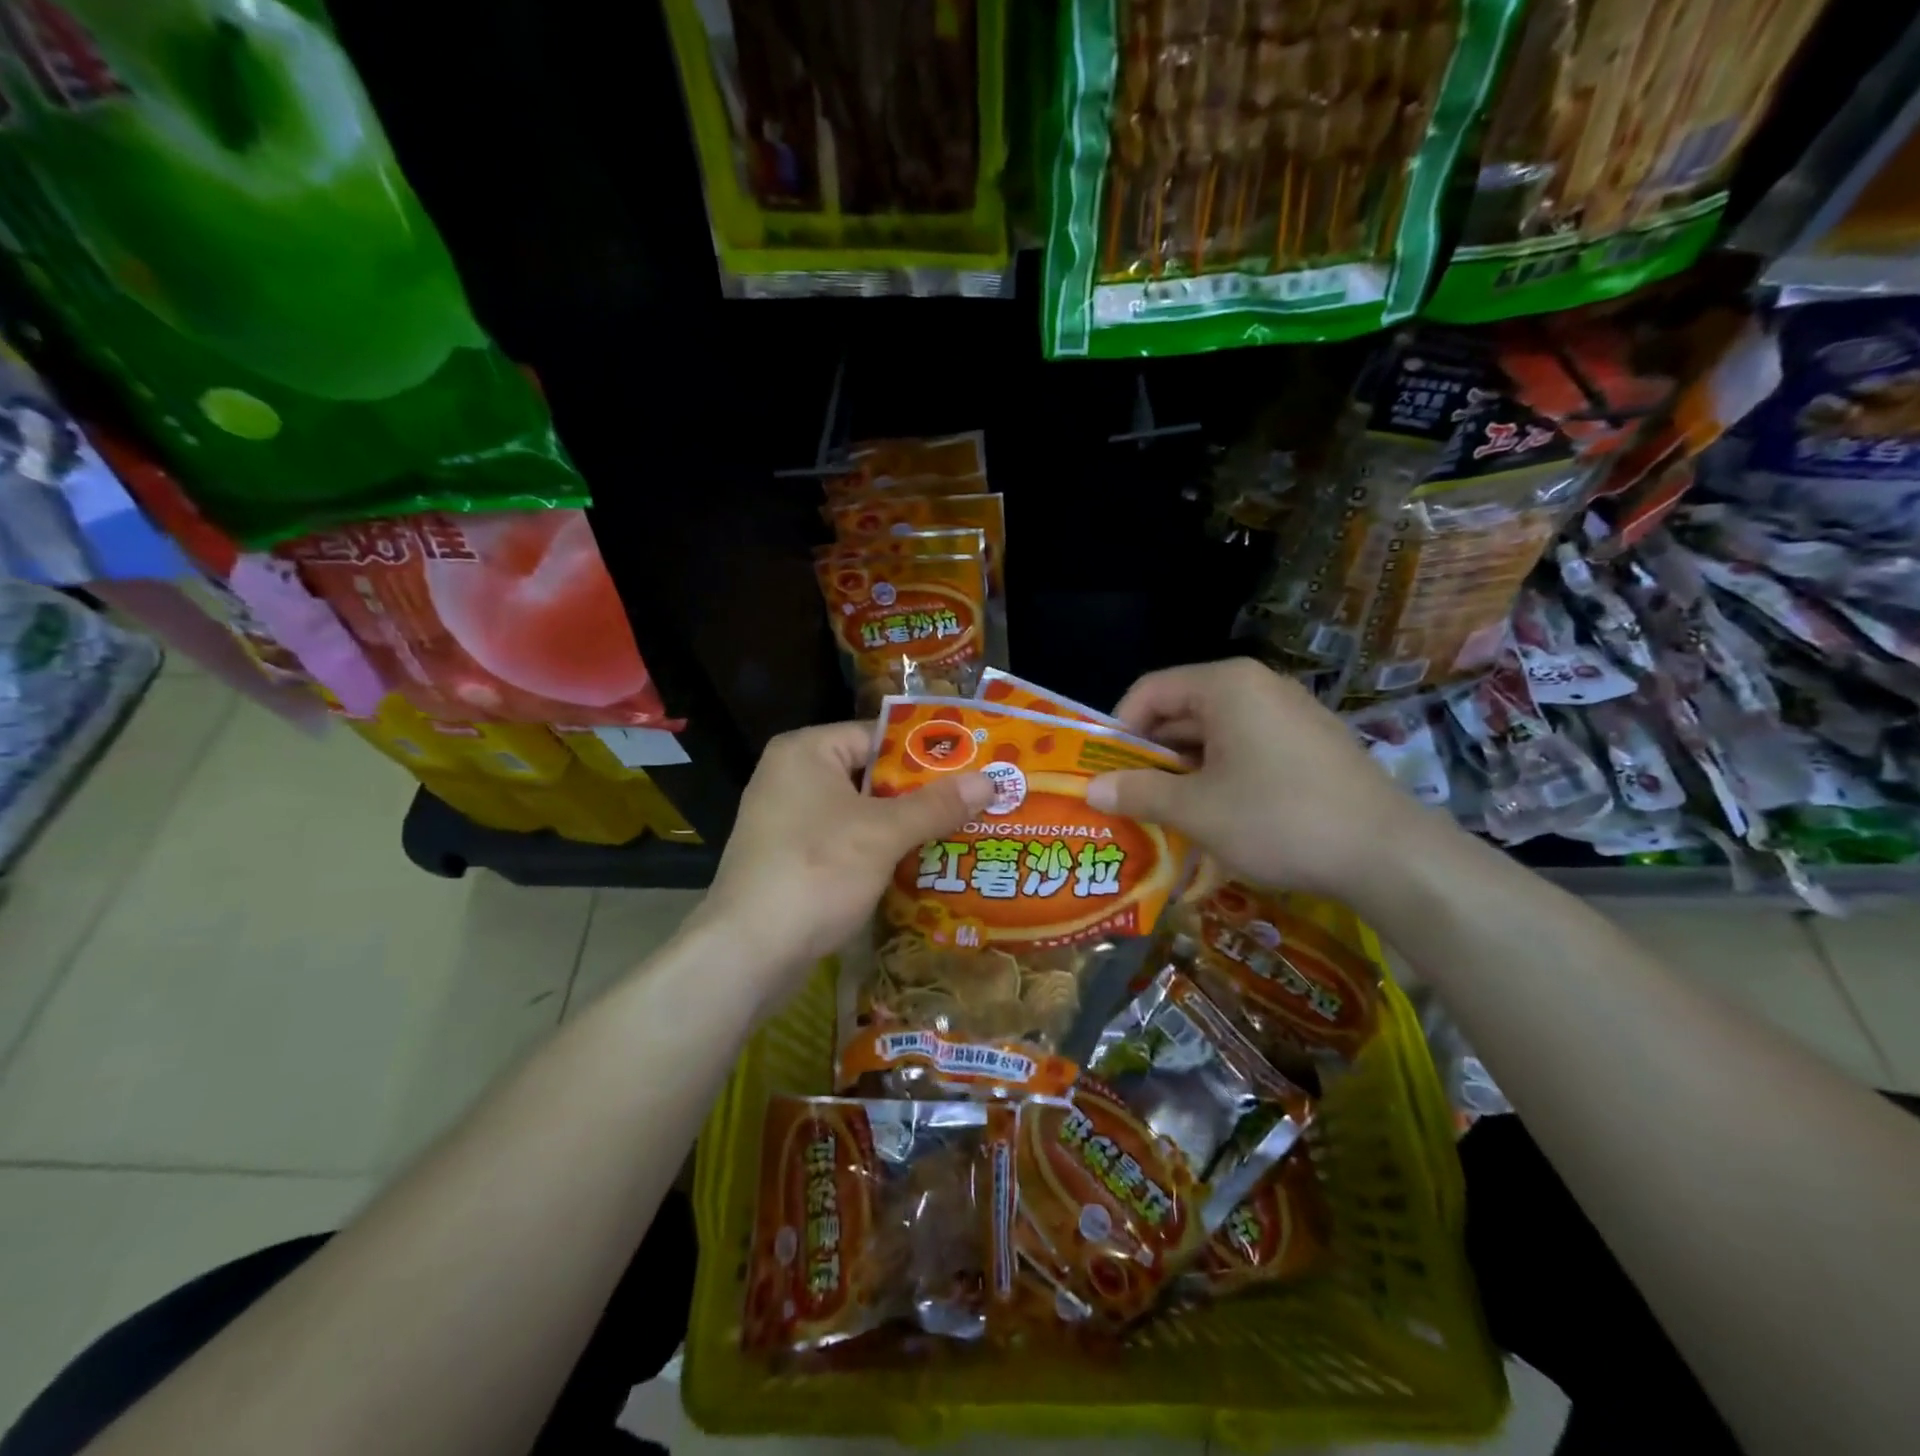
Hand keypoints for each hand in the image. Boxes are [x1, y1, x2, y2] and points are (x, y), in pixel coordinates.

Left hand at [688, 722, 993, 993]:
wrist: (747, 953)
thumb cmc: (817, 872)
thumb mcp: (883, 834)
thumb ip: (937, 805)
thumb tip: (991, 781)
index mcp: (807, 751)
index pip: (878, 735)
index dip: (927, 752)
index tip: (973, 767)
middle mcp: (792, 777)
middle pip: (872, 775)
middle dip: (922, 794)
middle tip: (976, 803)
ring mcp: (788, 821)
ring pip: (861, 813)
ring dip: (905, 827)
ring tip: (962, 834)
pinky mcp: (790, 860)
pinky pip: (846, 843)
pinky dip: (880, 852)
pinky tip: (921, 867)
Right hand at [1085, 659, 1425, 901]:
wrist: (1388, 854)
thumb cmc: (1278, 819)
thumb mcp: (1196, 810)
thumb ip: (1139, 793)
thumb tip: (1090, 790)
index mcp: (1226, 686)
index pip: (1150, 691)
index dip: (1118, 729)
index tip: (1104, 771)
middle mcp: (1258, 688)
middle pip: (1183, 712)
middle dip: (1150, 756)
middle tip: (1127, 798)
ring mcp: (1290, 715)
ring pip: (1215, 736)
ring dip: (1183, 772)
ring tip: (1164, 815)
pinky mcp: (1310, 745)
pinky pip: (1247, 751)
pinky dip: (1220, 778)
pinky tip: (1214, 818)